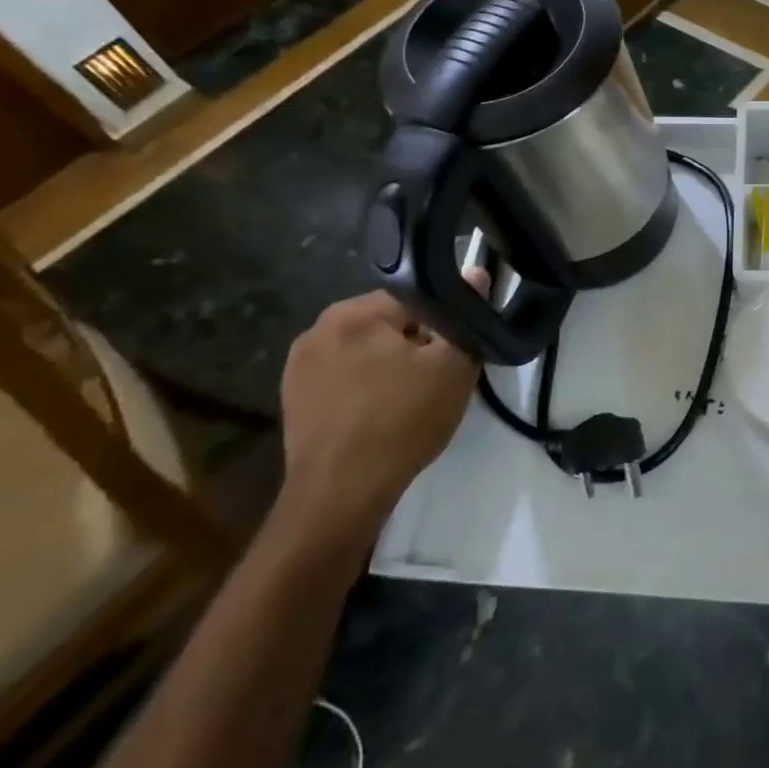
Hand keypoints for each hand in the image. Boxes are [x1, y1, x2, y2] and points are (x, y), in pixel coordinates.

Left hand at [275, 286, 483, 551]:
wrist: (341, 495)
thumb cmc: (402, 421)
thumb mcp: (453, 365)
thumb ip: (464, 316)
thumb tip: (475, 272)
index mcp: (353, 312)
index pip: (415, 298)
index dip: (443, 325)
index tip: (454, 354)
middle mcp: (317, 328)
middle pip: (388, 324)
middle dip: (414, 344)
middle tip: (436, 379)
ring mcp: (298, 366)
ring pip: (366, 351)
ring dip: (389, 367)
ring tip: (409, 401)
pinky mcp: (292, 399)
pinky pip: (344, 377)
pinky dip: (365, 388)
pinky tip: (380, 416)